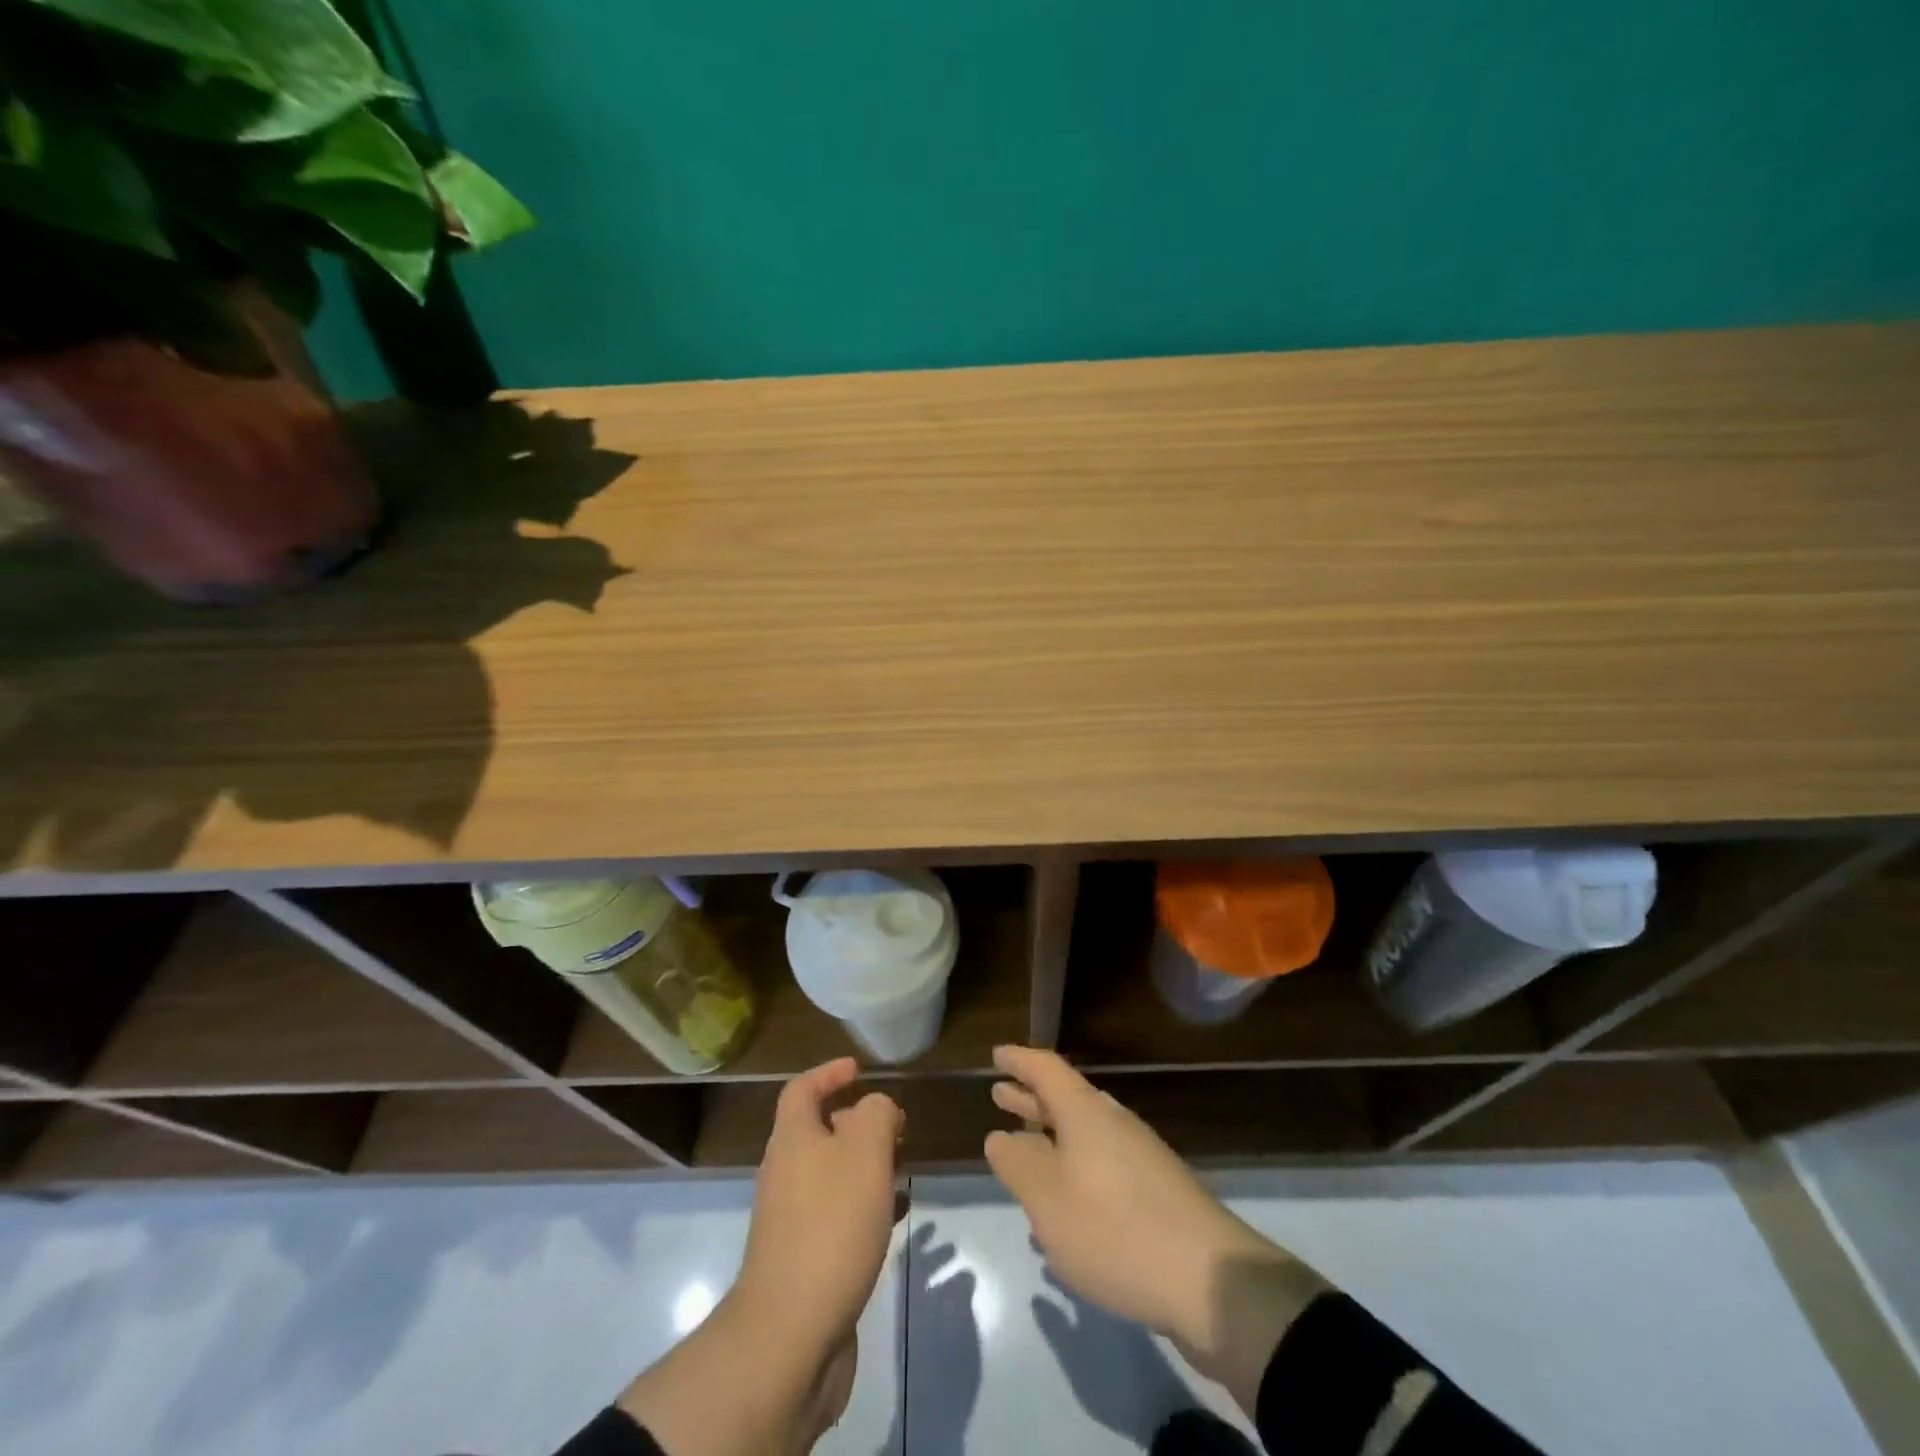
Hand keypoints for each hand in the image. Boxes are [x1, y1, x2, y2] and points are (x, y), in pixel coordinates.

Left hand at [619, 1058, 900, 1455]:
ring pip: (832, 1175)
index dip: (829, 1073)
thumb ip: (876, 1113)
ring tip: (904, 1170)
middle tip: (897, 1128)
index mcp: (792, 1139)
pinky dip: (865, 1207)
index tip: (859, 1069)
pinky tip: (895, 1218)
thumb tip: (876, 1108)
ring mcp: (791, 1219)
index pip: (802, 1089)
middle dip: (858, 1123)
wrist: (791, 1333)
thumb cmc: (831, 1225)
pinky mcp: (804, 1259)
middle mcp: (785, 1173)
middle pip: (818, 1131)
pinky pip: (837, 1215)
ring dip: (866, 1166)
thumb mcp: (865, 1150)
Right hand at [984, 1045, 1324, 1409]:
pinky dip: (1075, 1168)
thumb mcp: (1048, 1200)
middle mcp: (1114, 1123)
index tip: (997, 1054)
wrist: (1210, 1281)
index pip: (1047, 1069)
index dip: (1020, 1060)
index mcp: (1086, 1113)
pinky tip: (1065, 1205)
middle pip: (1066, 1099)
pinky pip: (1103, 1164)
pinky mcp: (1156, 1192)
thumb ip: (1018, 1164)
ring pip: (1085, 1134)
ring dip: (1052, 1136)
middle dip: (1031, 1099)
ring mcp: (1140, 1157)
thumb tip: (1000, 1137)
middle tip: (1000, 1095)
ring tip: (1024, 1150)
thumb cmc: (1114, 1230)